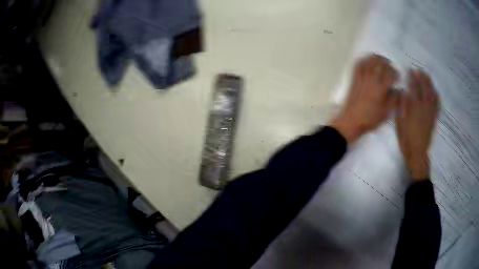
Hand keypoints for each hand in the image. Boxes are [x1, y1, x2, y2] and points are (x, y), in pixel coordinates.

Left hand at [331, 54, 398, 142]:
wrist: (351, 120)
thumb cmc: (370, 119)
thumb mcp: (386, 113)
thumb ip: (394, 100)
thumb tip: (399, 90)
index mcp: (380, 90)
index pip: (390, 75)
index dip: (396, 74)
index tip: (398, 77)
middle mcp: (372, 80)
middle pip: (381, 65)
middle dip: (388, 65)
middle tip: (391, 68)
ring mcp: (362, 78)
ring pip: (370, 61)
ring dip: (378, 59)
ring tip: (382, 62)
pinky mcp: (354, 78)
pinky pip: (359, 64)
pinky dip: (365, 59)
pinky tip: (369, 61)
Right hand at [396, 70, 438, 180]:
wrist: (417, 153)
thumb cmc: (406, 139)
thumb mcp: (399, 123)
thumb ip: (402, 106)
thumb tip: (403, 92)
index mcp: (414, 108)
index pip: (414, 88)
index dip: (412, 78)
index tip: (409, 70)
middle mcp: (424, 108)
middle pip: (424, 88)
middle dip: (421, 77)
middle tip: (418, 70)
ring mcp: (430, 113)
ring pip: (432, 94)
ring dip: (429, 84)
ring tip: (426, 76)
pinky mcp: (434, 119)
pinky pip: (437, 105)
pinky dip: (436, 96)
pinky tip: (435, 91)